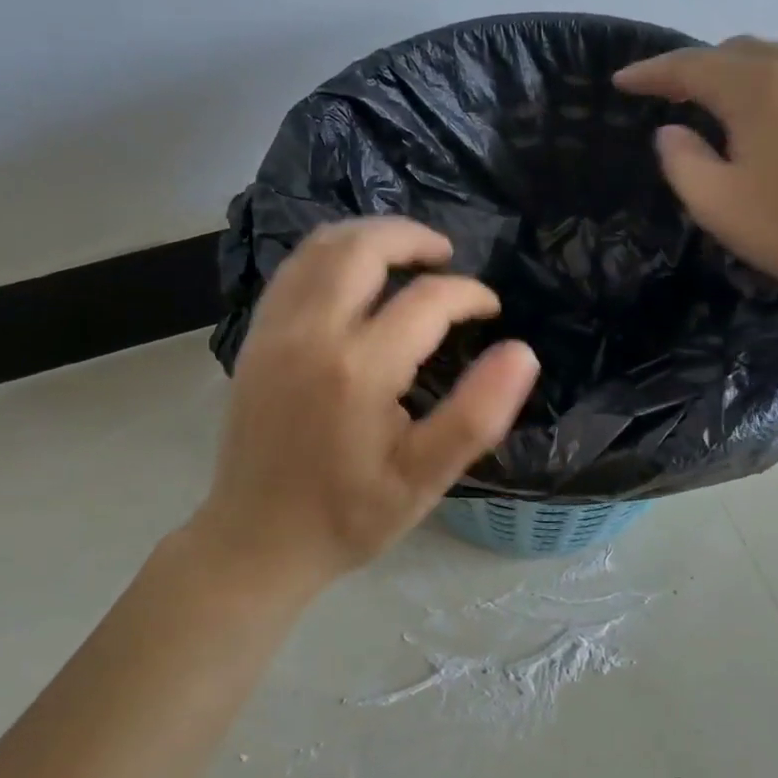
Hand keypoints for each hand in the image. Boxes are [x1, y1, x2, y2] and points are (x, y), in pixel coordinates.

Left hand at [193, 218, 539, 590]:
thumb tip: (523, 352)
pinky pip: (293, 270)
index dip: (469, 295)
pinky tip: (354, 277)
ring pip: (320, 248)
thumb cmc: (348, 516)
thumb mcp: (425, 479)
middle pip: (363, 248)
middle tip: (447, 255)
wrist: (256, 540)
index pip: (428, 300)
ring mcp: (274, 331)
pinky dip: (330, 255)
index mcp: (359, 369)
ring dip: (369, 237)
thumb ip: (477, 414)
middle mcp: (310, 334)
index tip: (490, 310)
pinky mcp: (254, 338)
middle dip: (413, 238)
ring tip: (406, 254)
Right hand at [614, 37, 777, 303]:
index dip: (651, 72)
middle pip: (732, 51)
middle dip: (693, 68)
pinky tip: (765, 114)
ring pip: (770, 58)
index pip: (690, 65)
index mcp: (755, 87)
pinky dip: (767, 83)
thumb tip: (671, 131)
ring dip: (732, 72)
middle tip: (665, 95)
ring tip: (712, 101)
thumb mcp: (716, 203)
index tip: (622, 81)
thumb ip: (681, 160)